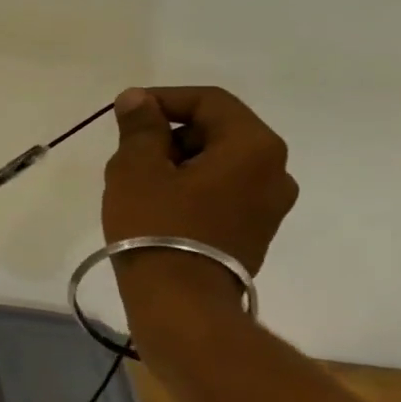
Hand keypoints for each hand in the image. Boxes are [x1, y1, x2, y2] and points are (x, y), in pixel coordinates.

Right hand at [102, 86, 297, 311]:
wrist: (180, 303)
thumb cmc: (157, 227)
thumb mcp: (136, 169)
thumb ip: (139, 127)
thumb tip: (137, 98)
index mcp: (253, 147)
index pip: (209, 102)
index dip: (163, 99)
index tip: (124, 111)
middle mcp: (275, 171)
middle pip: (217, 132)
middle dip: (169, 135)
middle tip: (127, 154)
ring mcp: (270, 206)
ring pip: (218, 165)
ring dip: (178, 164)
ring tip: (137, 185)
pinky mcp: (255, 233)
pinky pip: (222, 194)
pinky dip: (191, 190)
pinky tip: (157, 209)